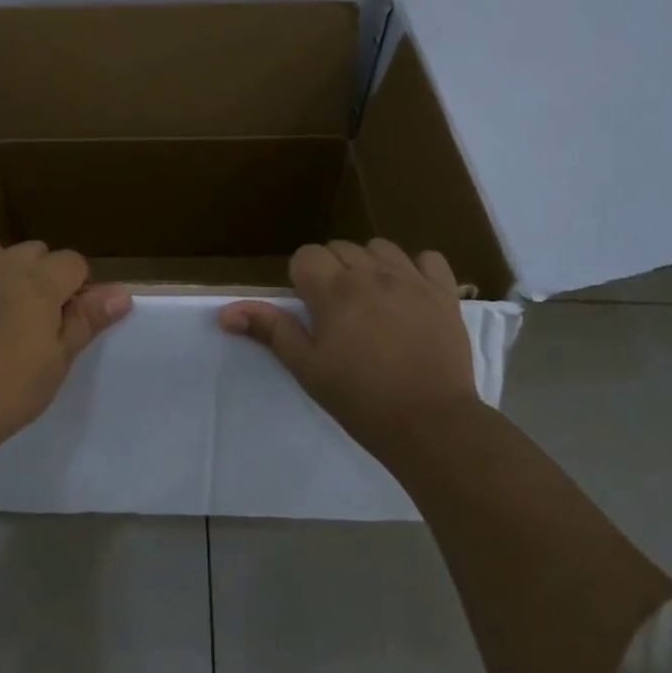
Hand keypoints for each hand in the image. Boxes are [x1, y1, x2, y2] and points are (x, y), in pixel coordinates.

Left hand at [0, 239, 132, 443]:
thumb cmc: (15, 387)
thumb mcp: (61, 357)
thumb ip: (88, 318)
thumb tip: (122, 292)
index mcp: (40, 282)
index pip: (72, 262)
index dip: (78, 286)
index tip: (73, 317)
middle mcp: (3, 267)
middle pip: (34, 251)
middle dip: (42, 274)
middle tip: (40, 317)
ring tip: (1, 300)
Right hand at [220, 240, 476, 450]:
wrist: (432, 425)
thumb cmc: (360, 399)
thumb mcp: (307, 368)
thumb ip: (271, 330)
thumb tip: (226, 312)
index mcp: (335, 290)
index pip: (306, 255)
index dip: (302, 279)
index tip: (310, 311)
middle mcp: (372, 273)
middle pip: (340, 248)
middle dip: (332, 271)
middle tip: (337, 312)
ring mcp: (412, 280)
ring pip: (380, 247)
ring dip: (369, 265)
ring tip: (372, 299)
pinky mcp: (444, 294)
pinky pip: (429, 258)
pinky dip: (416, 268)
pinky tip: (411, 292)